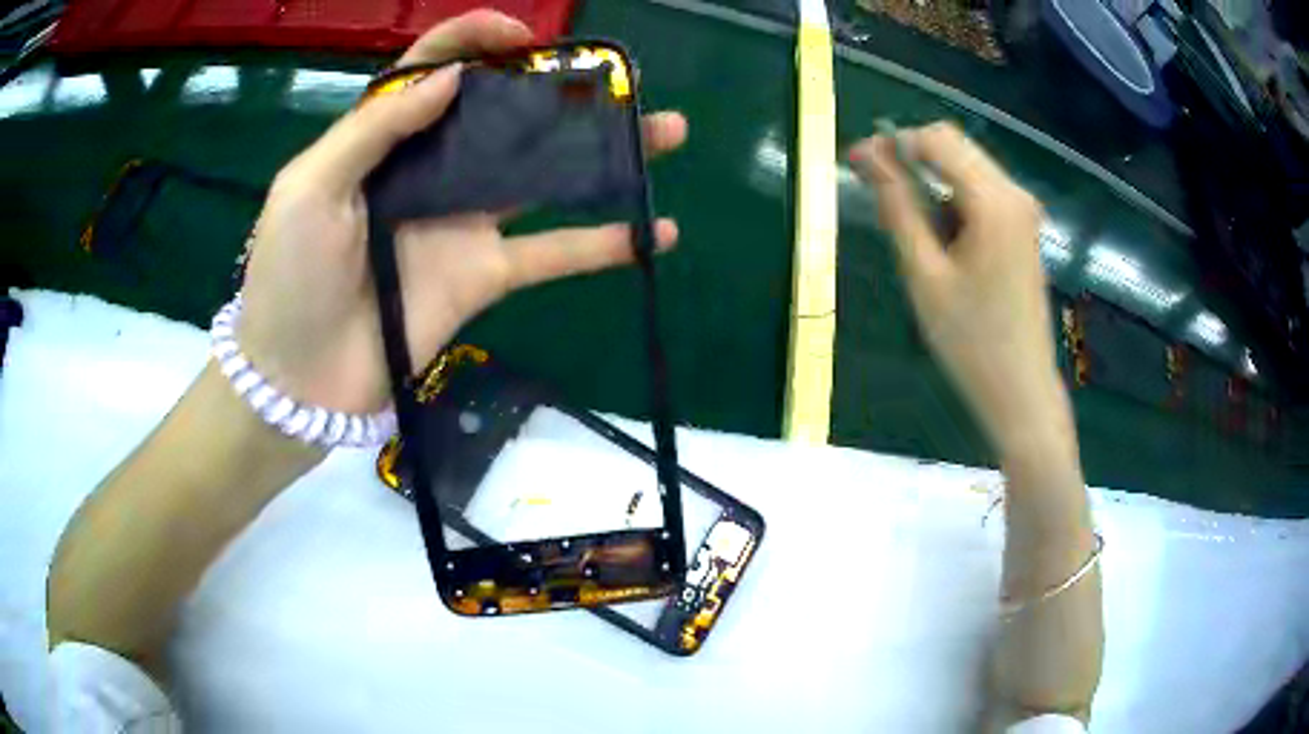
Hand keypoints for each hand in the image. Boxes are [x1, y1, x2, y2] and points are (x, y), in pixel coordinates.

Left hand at [236, 11, 687, 413]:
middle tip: (617, 76)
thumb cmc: (289, 278)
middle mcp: (428, 169)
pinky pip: (553, 253)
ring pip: (542, 175)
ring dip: (603, 153)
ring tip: (664, 131)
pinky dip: (603, 243)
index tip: (519, 37)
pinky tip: (653, 230)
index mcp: (381, 140)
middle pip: (502, 114)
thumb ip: (375, 127)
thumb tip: (452, 77)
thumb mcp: (309, 188)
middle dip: (558, 88)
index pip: (431, 70)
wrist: (298, 381)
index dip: (472, 41)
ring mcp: (463, 222)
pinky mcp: (485, 274)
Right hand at [849, 122, 1070, 457]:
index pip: (937, 140)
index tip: (857, 163)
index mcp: (994, 201)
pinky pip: (981, 192)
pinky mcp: (1023, 228)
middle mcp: (1015, 194)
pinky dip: (952, 200)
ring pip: (967, 167)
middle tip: (874, 191)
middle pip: (954, 146)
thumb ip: (898, 207)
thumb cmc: (970, 341)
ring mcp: (1023, 211)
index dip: (892, 143)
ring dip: (930, 181)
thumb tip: (869, 157)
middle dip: (910, 158)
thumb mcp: (924, 274)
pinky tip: (940, 239)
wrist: (1020, 389)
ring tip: (908, 228)